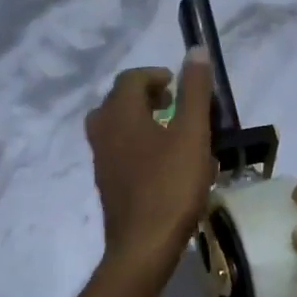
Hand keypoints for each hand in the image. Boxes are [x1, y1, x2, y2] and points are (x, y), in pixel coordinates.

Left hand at [85, 51, 215, 274]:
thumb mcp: (192, 134)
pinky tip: (166, 165)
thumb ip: (194, 91)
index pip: (130, 78)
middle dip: (148, 97)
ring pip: (118, 127)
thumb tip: (195, 50)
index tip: (179, 84)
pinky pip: (121, 151)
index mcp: (119, 113)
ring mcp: (101, 160)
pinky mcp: (107, 183)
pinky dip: (140, 145)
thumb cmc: (170, 185)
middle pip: (119, 101)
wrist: (142, 247)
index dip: (155, 75)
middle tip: (174, 104)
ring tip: (173, 132)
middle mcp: (102, 131)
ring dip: (144, 121)